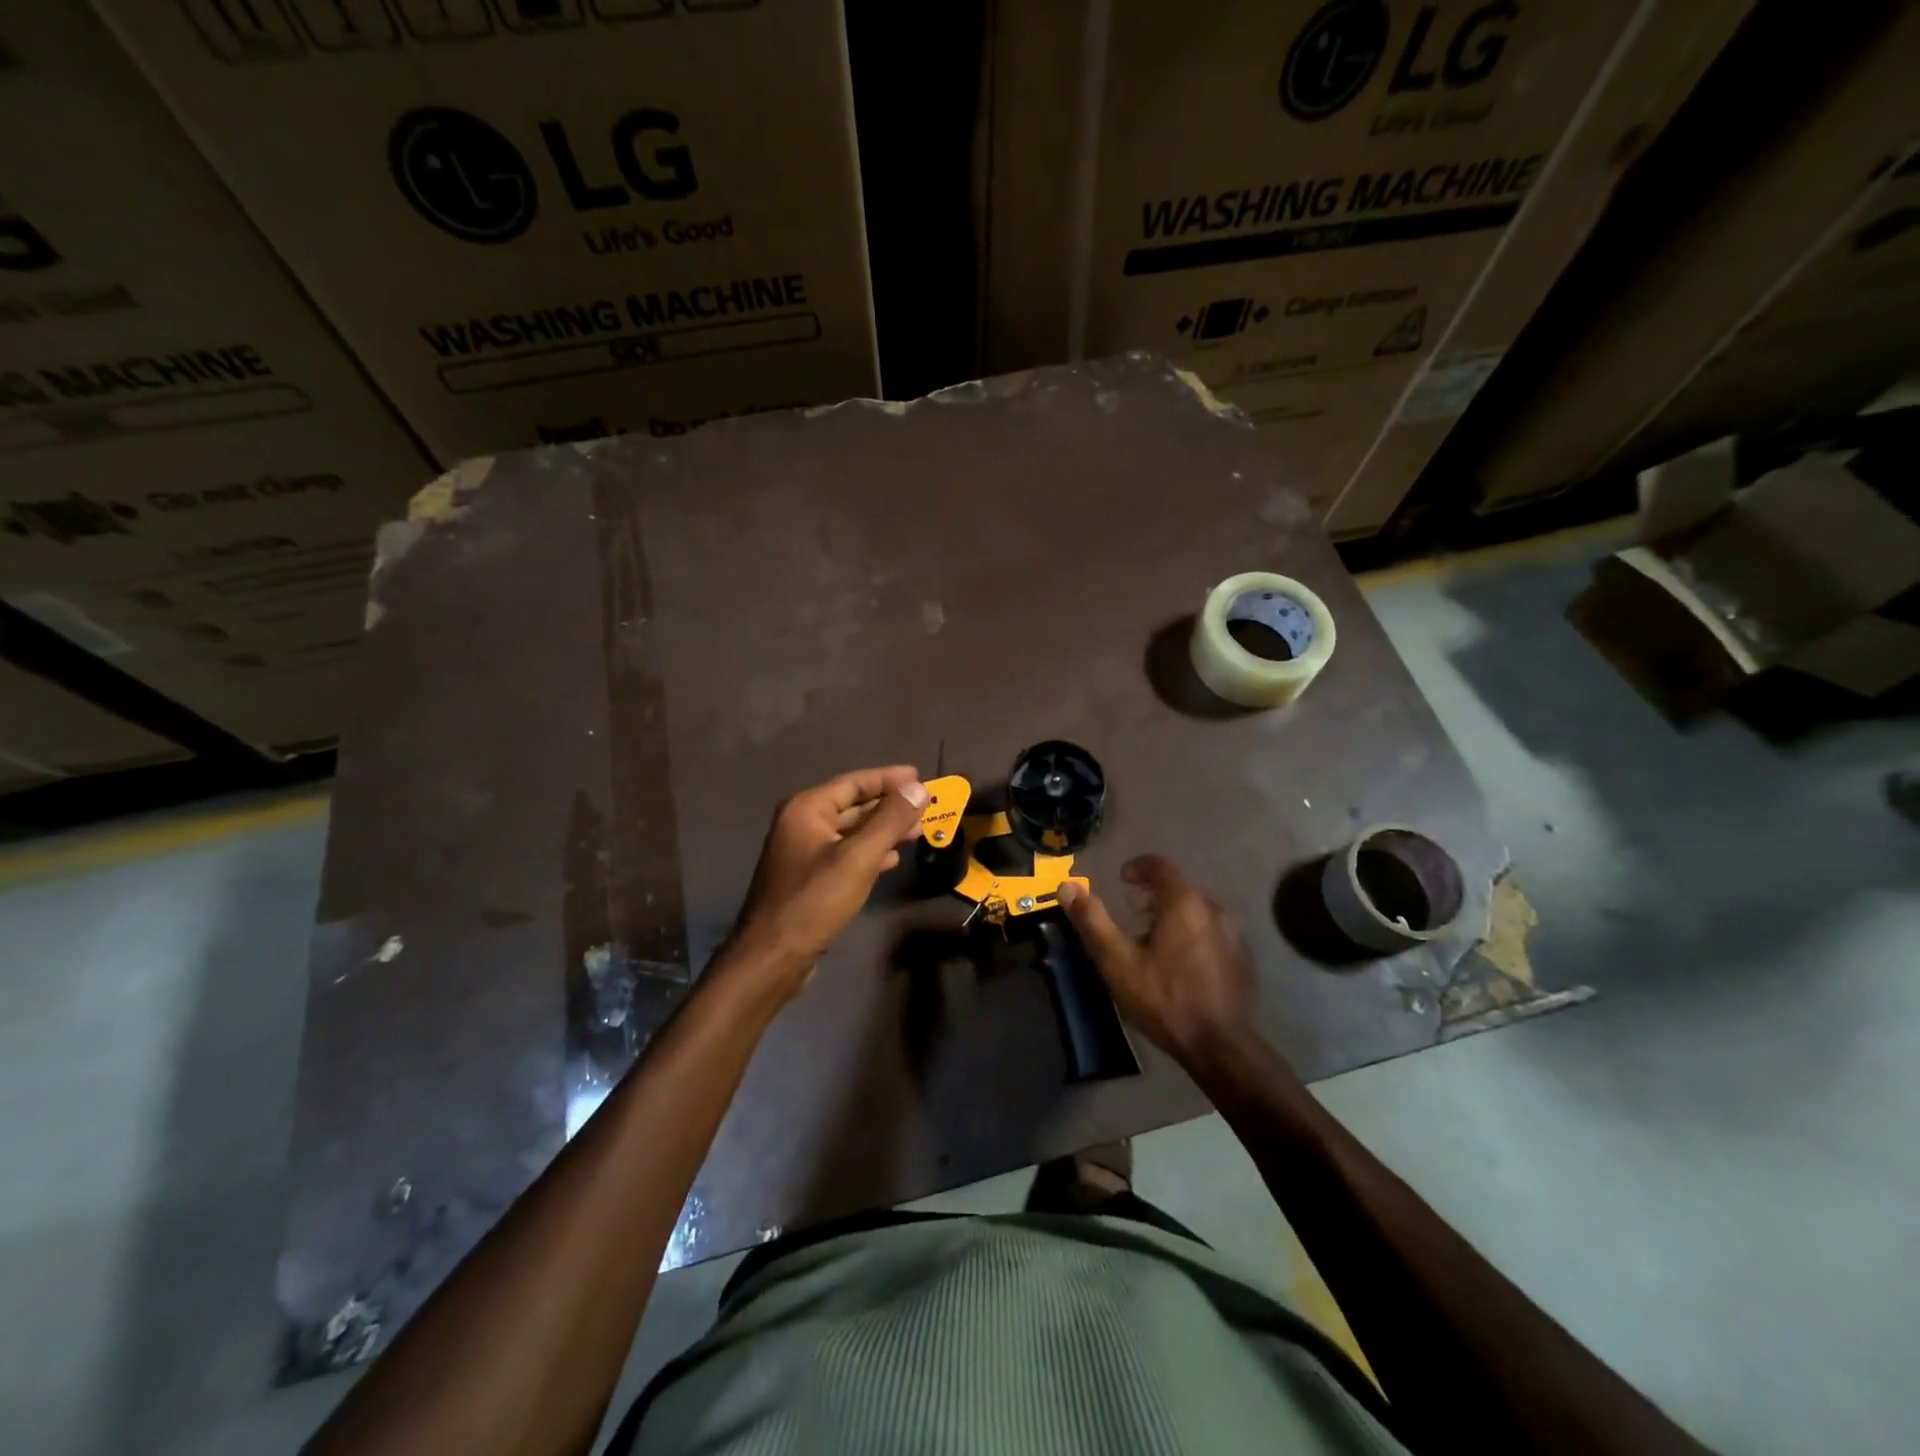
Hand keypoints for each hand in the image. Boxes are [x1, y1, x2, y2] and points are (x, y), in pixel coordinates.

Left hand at [729, 765, 928, 993]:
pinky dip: (869, 852)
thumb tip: (919, 788)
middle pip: (853, 805)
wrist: (773, 956)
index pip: (854, 782)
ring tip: (916, 832)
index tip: (920, 777)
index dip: (888, 778)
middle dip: (889, 806)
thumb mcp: (859, 857)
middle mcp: (801, 824)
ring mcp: (803, 852)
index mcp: (807, 809)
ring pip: (851, 831)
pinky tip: (891, 860)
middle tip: (925, 807)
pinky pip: (845, 854)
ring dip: (883, 830)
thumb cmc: (815, 900)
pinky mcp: (808, 878)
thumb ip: (890, 820)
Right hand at [1057, 855, 1256, 1063]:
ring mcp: (1232, 933)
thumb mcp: (1117, 961)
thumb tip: (1067, 886)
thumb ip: (1092, 920)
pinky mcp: (1242, 957)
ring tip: (1153, 938)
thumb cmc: (1163, 998)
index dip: (1138, 868)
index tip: (1122, 879)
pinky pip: (1212, 931)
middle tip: (1132, 911)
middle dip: (1153, 893)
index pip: (1160, 866)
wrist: (1219, 1046)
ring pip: (1197, 909)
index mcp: (1183, 903)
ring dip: (1173, 914)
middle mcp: (1213, 908)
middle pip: (1179, 887)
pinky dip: (1193, 933)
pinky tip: (1180, 962)